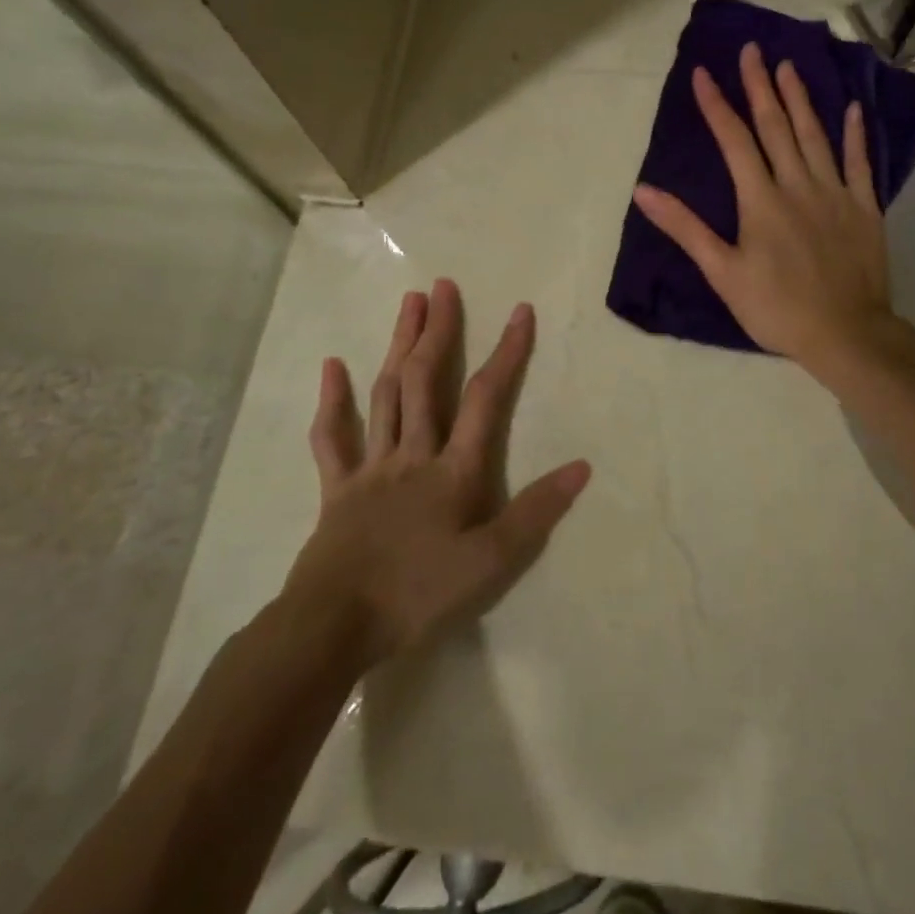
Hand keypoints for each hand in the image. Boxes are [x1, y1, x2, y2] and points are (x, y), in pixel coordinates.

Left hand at [281, 280, 590, 668]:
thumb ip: (536, 512)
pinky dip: (333, 401)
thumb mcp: (490, 562)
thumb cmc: (417, 594)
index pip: (484, 399)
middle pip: (424, 381)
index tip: (520, 311)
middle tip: (444, 286)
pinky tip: (332, 365)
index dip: (506, 353)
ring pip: (385, 395)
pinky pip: (333, 438)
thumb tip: (582, 466)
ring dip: (397, 346)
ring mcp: (371, 467)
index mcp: (452, 470)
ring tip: (409, 303)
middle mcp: (412, 454)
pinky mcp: (337, 488)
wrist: (332, 627)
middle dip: (438, 331)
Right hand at [632, 42, 902, 379]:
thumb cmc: (776, 308)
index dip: (717, 106)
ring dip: (800, 99)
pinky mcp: (864, 207)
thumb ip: (685, 228)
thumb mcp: (722, 272)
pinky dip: (855, 134)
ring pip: (815, 135)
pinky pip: (859, 162)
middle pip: (775, 126)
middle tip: (752, 50)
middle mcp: (798, 184)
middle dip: (760, 86)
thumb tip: (644, 190)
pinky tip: (852, 108)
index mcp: (760, 199)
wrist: (845, 333)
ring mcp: (835, 192)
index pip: (734, 141)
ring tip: (788, 66)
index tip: (703, 73)